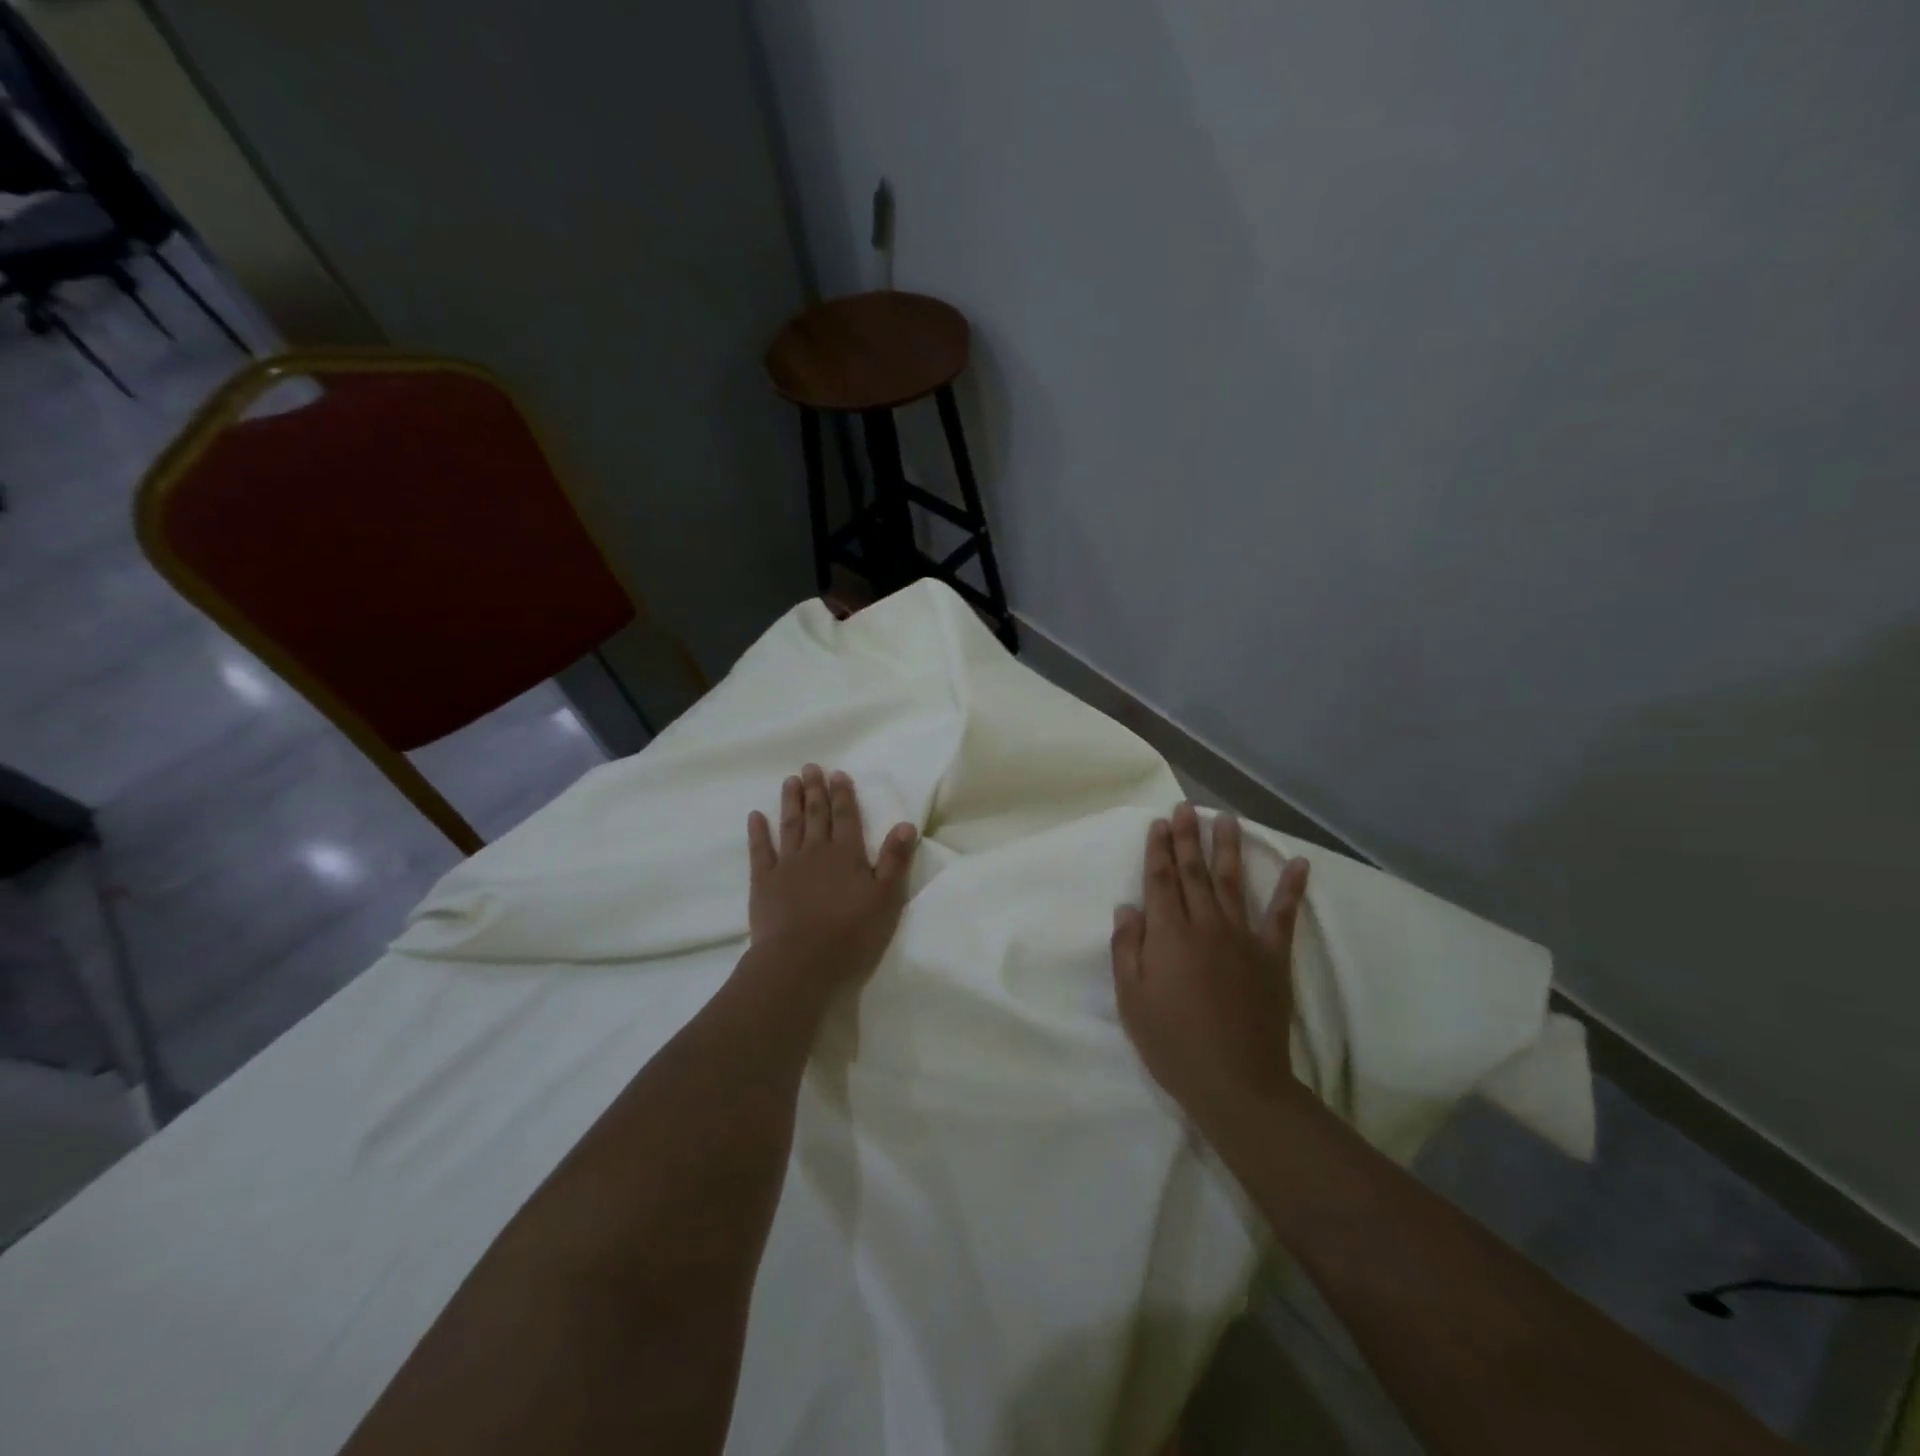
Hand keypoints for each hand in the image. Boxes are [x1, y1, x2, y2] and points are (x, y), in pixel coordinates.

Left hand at [743, 765, 918, 999]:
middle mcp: (817, 851)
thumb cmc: (851, 933)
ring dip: (791, 802)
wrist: (800, 961)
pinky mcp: (763, 881)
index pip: (846, 817)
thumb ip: (894, 860)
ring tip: (790, 781)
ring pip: (790, 825)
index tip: (837, 774)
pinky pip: (760, 850)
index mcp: (847, 854)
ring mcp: (787, 864)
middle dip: (815, 790)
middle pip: (817, 815)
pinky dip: (758, 832)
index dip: (843, 794)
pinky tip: (755, 816)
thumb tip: (905, 824)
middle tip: (810, 767)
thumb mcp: (885, 899)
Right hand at [1110, 803, 1309, 1127]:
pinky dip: (1291, 888)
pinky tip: (1298, 863)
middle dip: (1188, 837)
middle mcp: (1206, 924)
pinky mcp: (1272, 956)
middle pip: (1194, 872)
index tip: (1158, 824)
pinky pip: (1283, 915)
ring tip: (1227, 818)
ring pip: (1232, 882)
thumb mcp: (1131, 999)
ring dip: (1228, 848)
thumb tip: (1128, 907)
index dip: (1158, 850)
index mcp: (1169, 933)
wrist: (1235, 1081)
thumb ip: (1127, 948)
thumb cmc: (1172, 1042)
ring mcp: (1243, 937)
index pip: (1161, 880)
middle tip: (1185, 808)